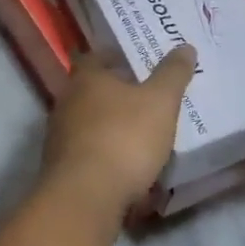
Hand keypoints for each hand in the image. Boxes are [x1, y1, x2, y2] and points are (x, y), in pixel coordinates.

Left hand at [40, 46, 196, 228]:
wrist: (85, 198)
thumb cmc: (124, 138)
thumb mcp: (160, 102)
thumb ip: (173, 74)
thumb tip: (185, 47)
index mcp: (86, 78)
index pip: (97, 56)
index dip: (118, 57)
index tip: (141, 62)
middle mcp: (67, 102)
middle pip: (94, 91)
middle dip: (119, 95)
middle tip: (150, 98)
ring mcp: (60, 137)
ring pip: (92, 124)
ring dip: (114, 128)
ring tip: (145, 136)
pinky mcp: (62, 168)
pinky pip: (91, 154)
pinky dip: (108, 156)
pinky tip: (130, 169)